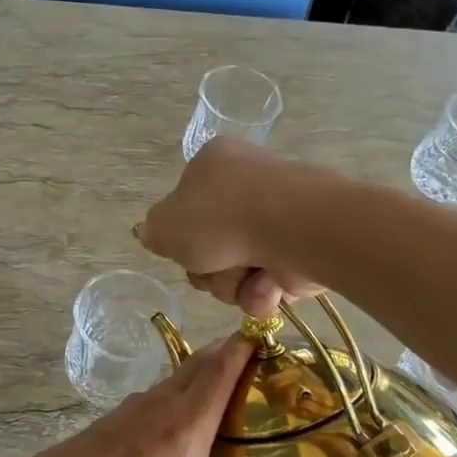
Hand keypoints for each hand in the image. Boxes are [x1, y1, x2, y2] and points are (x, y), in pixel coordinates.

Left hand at [9, 337, 270, 456]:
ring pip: (168, 383)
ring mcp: (125, 415)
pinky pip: (144, 401)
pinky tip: (164, 423)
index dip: (242, 347)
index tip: (263, 332)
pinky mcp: (101, 427)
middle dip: (223, 356)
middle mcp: (157, 409)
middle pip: (196, 367)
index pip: (220, 372)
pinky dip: (165, 398)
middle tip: (252, 358)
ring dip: (192, 376)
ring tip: (216, 388)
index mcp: (185, 428)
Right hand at [136, 137, 321, 317]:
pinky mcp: (303, 248)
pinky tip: (266, 287)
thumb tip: (156, 235)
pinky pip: (268, 282)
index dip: (182, 237)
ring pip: (237, 270)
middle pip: (210, 246)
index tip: (184, 250)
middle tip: (212, 268)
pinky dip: (262, 292)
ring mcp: (279, 217)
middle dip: (208, 270)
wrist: (293, 228)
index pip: (187, 206)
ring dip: (233, 284)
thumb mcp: (164, 225)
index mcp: (214, 164)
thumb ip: (154, 232)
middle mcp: (248, 185)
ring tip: (246, 278)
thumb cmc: (221, 218)